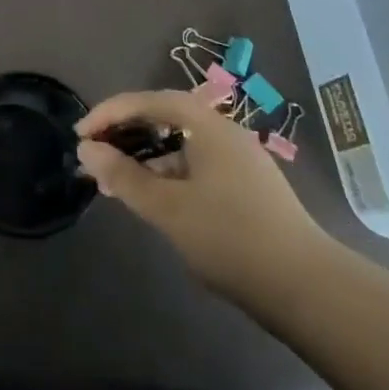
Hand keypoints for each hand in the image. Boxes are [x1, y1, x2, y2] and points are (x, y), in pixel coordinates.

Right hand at [76, 91, 338, 308]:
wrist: (307, 288)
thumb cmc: (231, 238)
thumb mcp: (168, 208)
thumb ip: (124, 176)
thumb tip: (86, 150)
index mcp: (207, 125)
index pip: (149, 100)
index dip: (110, 113)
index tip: (81, 134)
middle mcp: (224, 132)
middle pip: (165, 117)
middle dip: (125, 133)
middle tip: (94, 156)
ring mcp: (238, 160)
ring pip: (180, 144)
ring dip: (144, 157)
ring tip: (115, 182)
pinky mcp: (246, 187)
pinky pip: (195, 165)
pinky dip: (167, 174)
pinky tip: (153, 200)